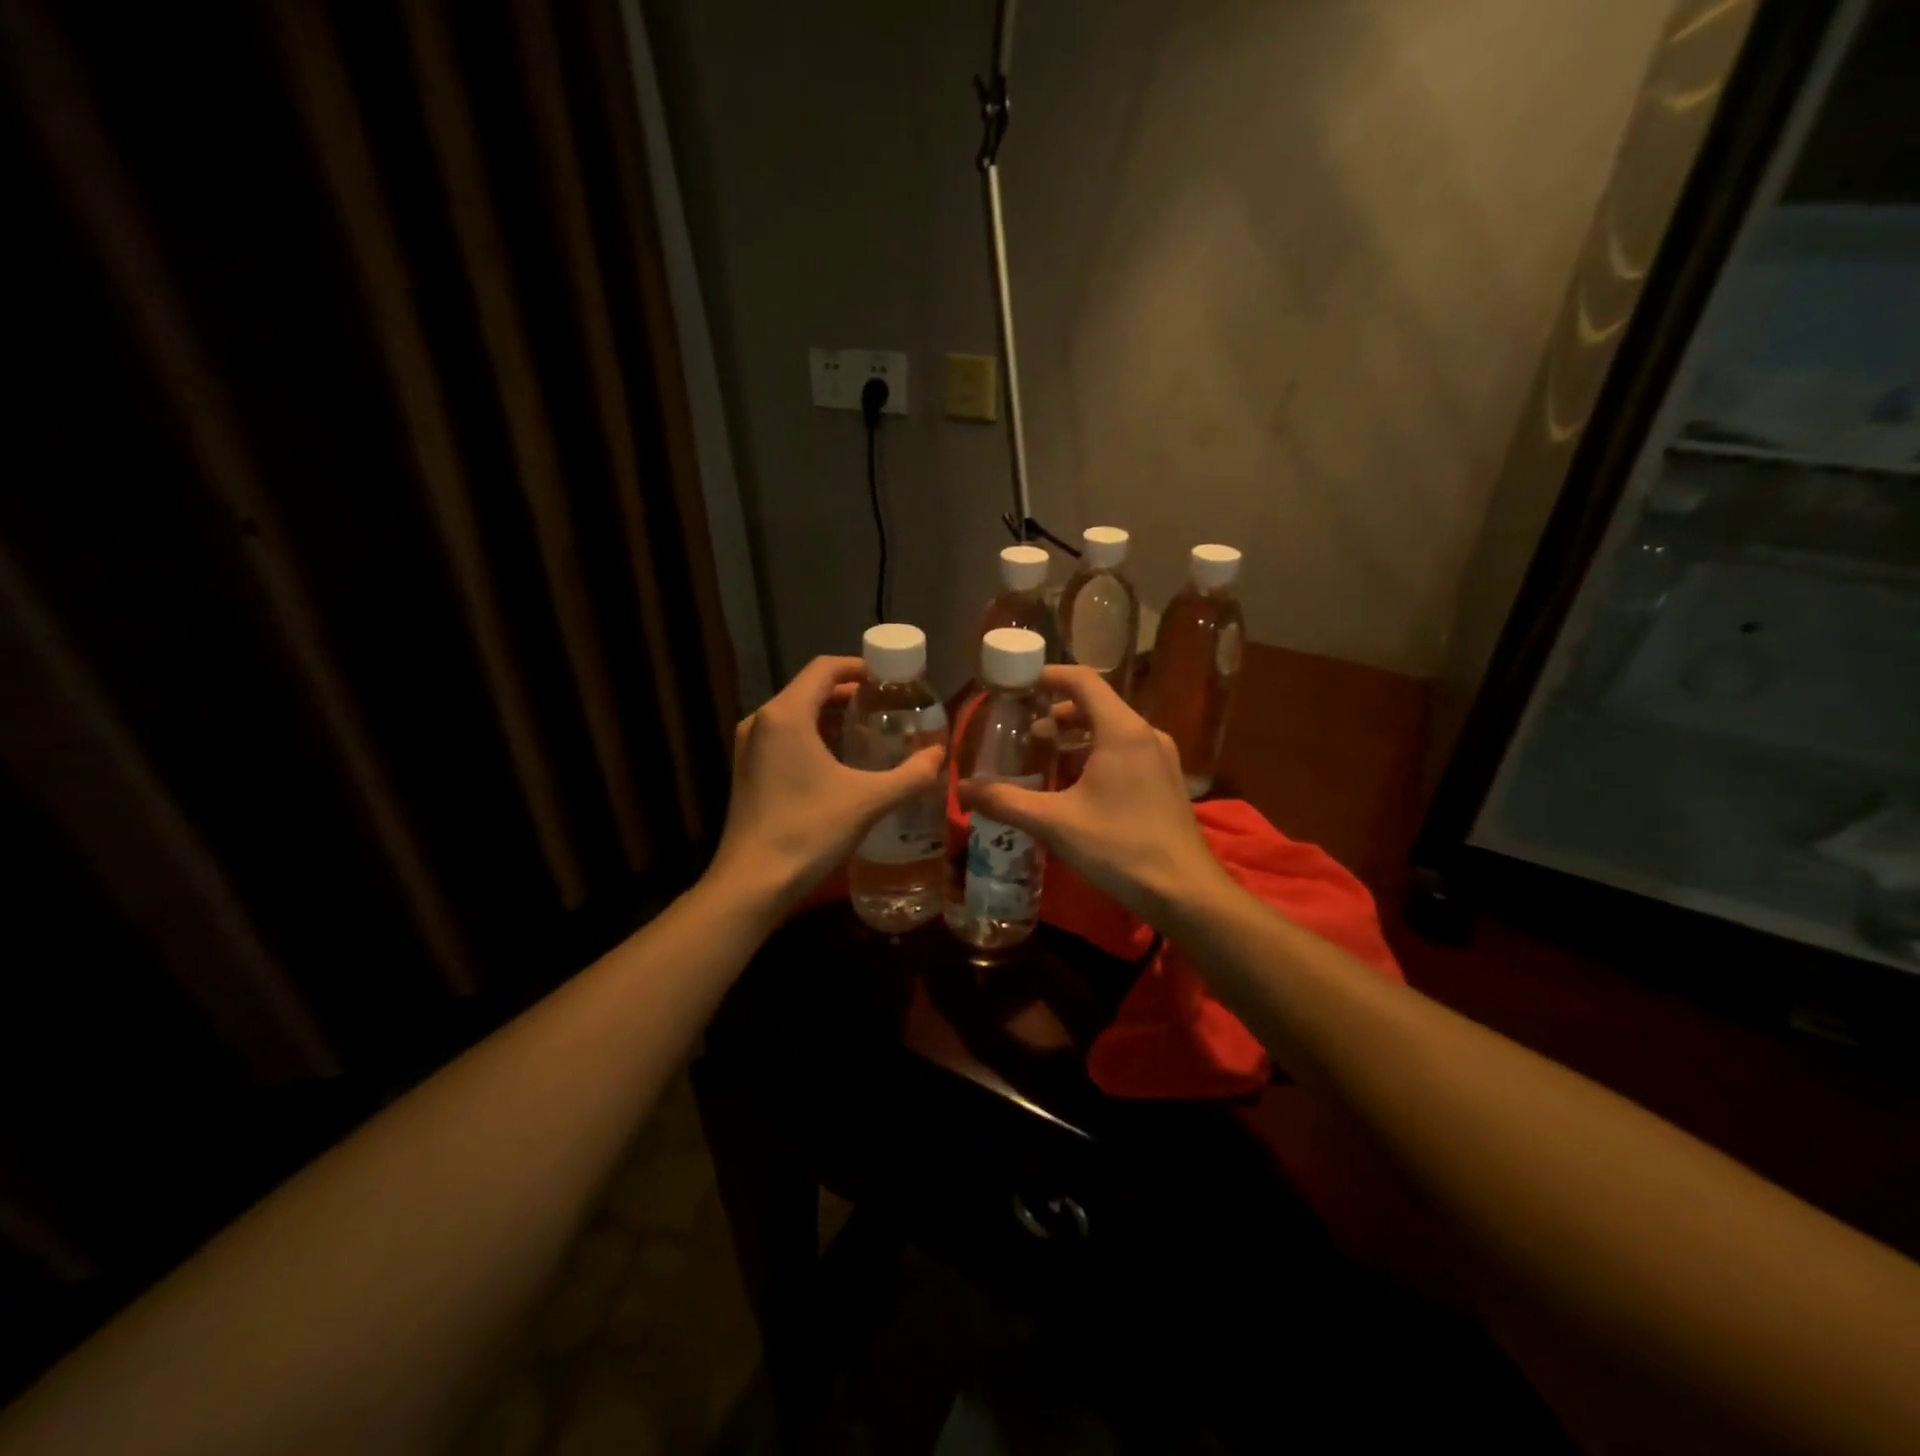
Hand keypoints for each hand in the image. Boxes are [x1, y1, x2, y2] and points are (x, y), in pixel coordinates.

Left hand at [708, 656, 944, 914]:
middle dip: (848, 691)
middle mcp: (761, 721)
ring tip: (868, 728)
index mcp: (786, 715)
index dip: (858, 666)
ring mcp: (749, 747)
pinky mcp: (747, 770)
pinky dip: (812, 734)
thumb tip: (940, 756)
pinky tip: (838, 760)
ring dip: (829, 713)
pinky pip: (783, 736)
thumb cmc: (808, 831)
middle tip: (886, 703)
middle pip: (809, 688)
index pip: (824, 668)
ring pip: (795, 713)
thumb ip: (910, 775)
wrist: (751, 884)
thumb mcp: (868, 801)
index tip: (889, 678)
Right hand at [959, 666, 1228, 927]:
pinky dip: (1095, 755)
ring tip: (1043, 757)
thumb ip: (1005, 800)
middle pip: (1096, 704)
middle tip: (1023, 731)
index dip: (1048, 675)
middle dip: (1056, 713)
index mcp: (1121, 730)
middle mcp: (1146, 734)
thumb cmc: (1118, 846)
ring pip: (1111, 730)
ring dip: (1076, 736)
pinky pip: (1125, 752)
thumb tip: (962, 788)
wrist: (1184, 891)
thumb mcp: (1054, 822)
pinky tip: (1074, 786)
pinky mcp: (1165, 781)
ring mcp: (1160, 758)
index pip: (1082, 681)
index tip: (1017, 684)